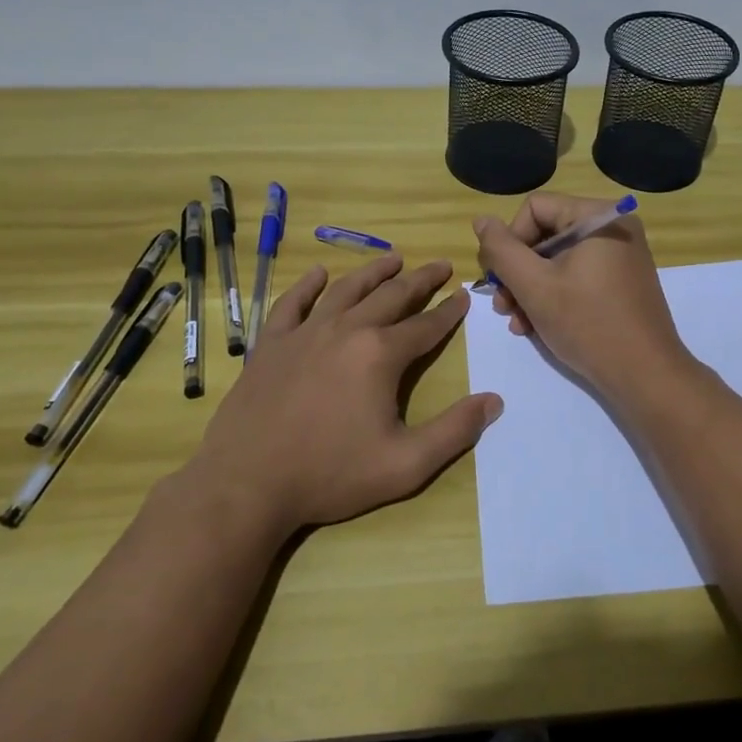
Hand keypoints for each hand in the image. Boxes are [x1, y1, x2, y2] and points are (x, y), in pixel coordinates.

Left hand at [178, 256, 501, 538]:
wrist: (247, 484)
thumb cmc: (330, 475)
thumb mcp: (405, 465)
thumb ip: (454, 431)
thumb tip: (494, 401)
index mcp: (381, 354)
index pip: (426, 326)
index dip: (449, 311)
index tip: (464, 295)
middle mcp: (347, 330)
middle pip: (391, 296)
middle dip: (420, 279)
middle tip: (440, 265)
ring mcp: (305, 332)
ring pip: (346, 290)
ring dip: (374, 272)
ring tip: (393, 257)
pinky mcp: (272, 344)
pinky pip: (292, 303)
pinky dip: (307, 285)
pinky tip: (318, 274)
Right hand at [472, 193, 695, 405]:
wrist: (645, 375)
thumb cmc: (588, 324)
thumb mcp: (534, 286)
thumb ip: (502, 250)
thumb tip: (481, 221)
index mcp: (598, 216)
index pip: (535, 208)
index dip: (509, 240)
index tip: (500, 278)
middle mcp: (614, 227)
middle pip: (545, 234)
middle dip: (517, 271)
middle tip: (501, 306)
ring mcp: (621, 256)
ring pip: (558, 259)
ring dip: (530, 288)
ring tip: (516, 322)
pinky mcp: (622, 282)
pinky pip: (577, 276)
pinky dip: (554, 296)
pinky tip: (535, 326)